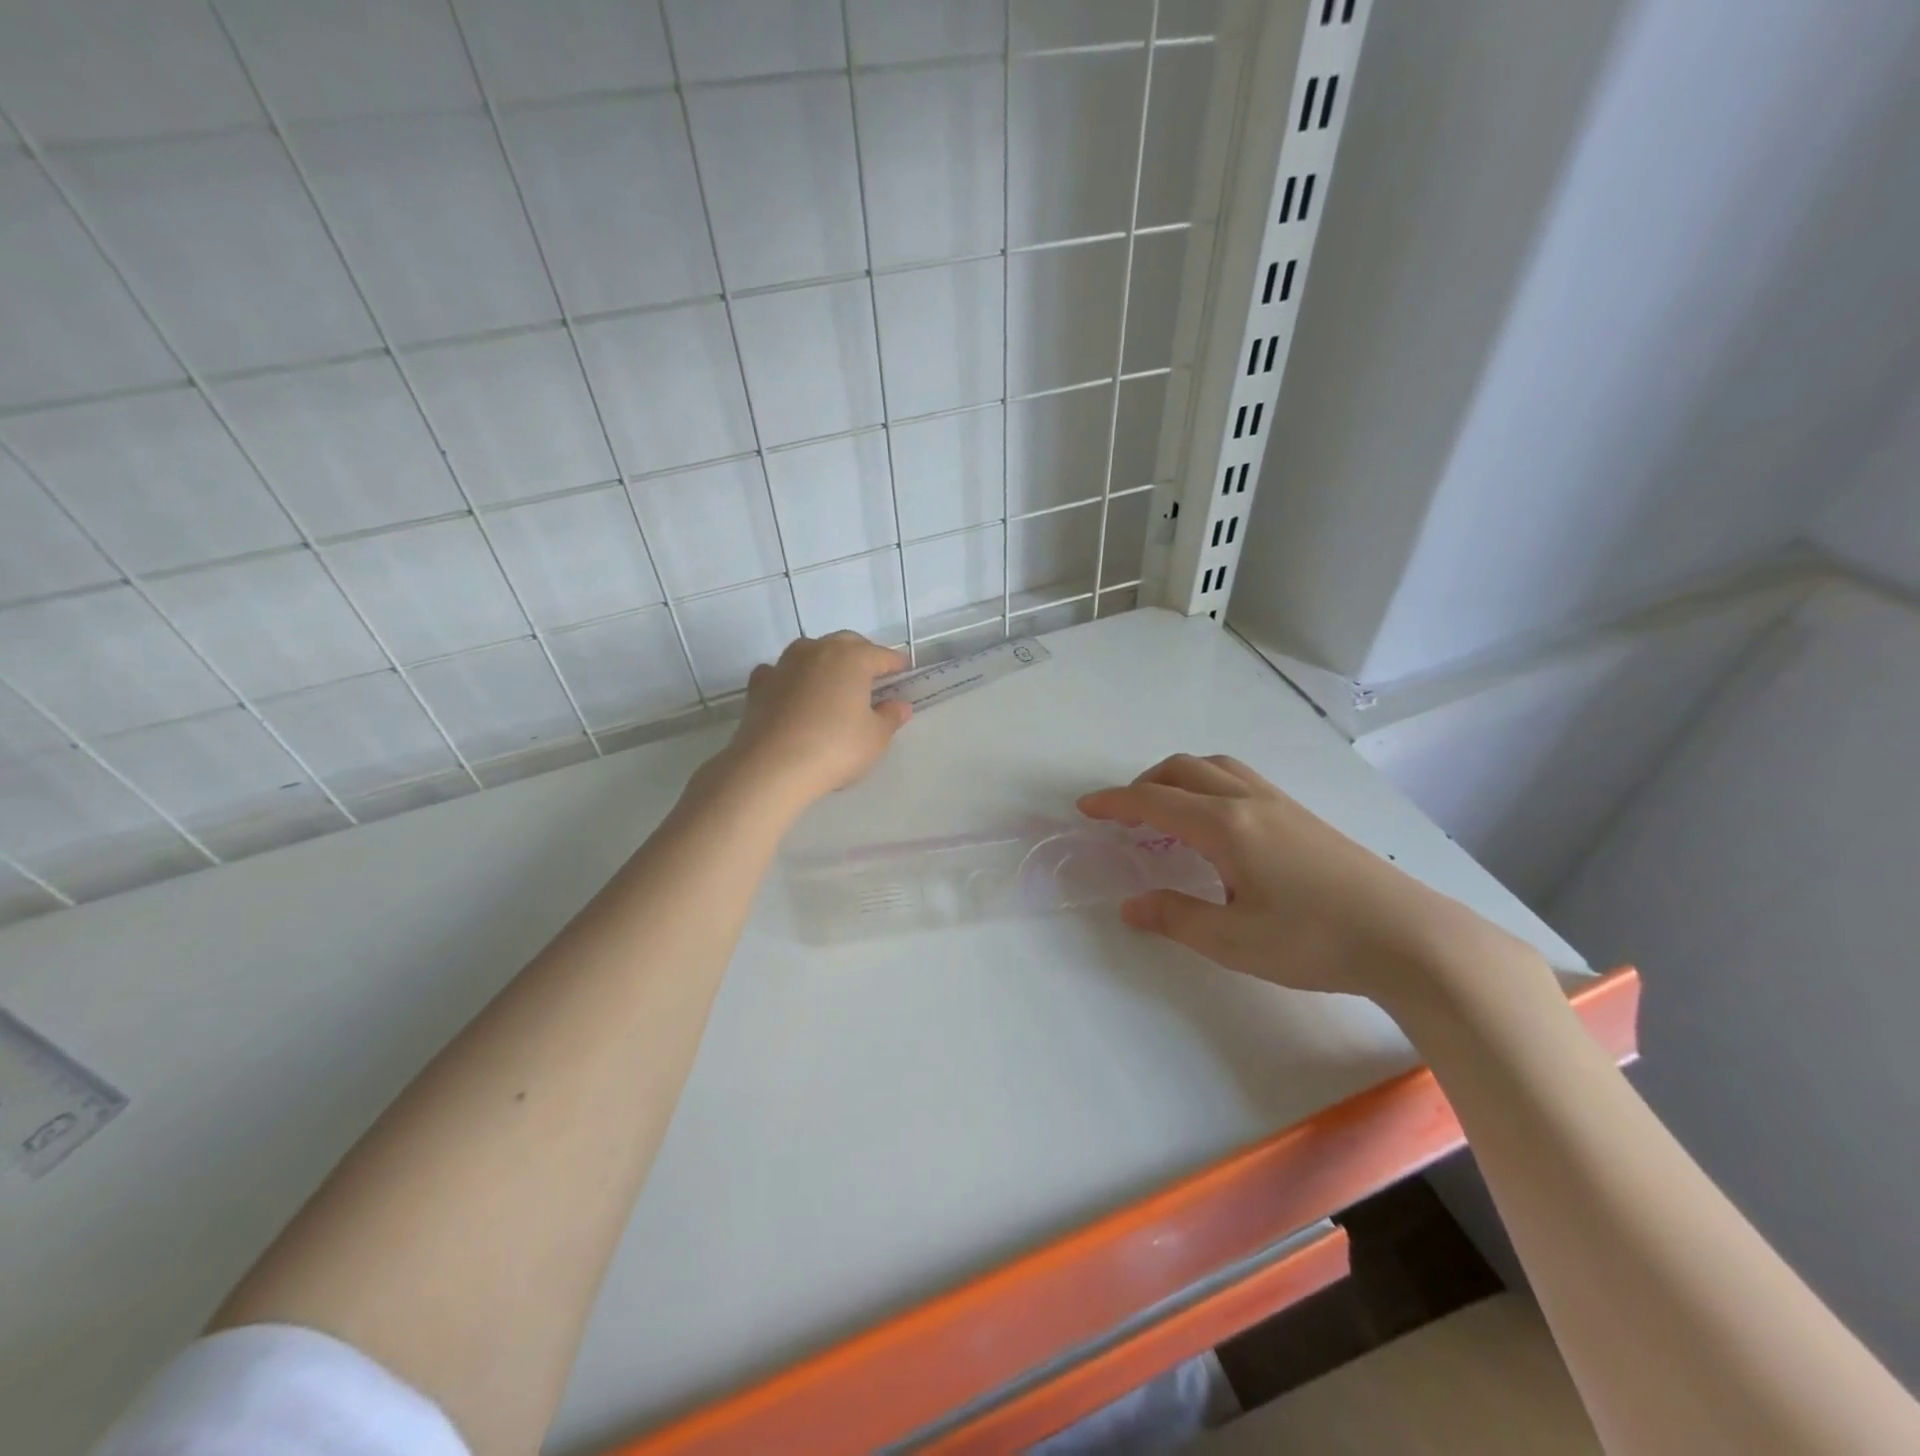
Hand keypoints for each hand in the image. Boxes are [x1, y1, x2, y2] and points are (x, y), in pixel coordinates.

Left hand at [710, 631, 911, 810]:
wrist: (772, 766)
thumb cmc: (834, 748)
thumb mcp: (875, 738)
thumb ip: (890, 718)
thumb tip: (900, 706)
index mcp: (852, 659)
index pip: (881, 655)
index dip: (895, 663)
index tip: (904, 670)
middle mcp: (818, 651)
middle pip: (845, 644)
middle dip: (861, 655)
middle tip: (871, 674)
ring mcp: (785, 665)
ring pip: (810, 651)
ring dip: (825, 660)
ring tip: (832, 680)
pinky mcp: (760, 684)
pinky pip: (780, 671)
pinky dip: (791, 677)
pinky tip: (793, 691)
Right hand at [1077, 754, 1541, 1006]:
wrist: (1409, 937)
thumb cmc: (1313, 940)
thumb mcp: (1233, 940)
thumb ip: (1175, 917)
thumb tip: (1130, 905)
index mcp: (1225, 826)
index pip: (1154, 800)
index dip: (1114, 802)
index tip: (1085, 808)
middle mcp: (1249, 802)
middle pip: (1183, 769)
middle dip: (1144, 783)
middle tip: (1124, 814)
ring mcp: (1281, 804)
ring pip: (1217, 767)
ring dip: (1179, 779)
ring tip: (1167, 813)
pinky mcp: (1303, 816)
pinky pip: (1241, 780)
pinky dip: (1209, 786)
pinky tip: (1219, 827)